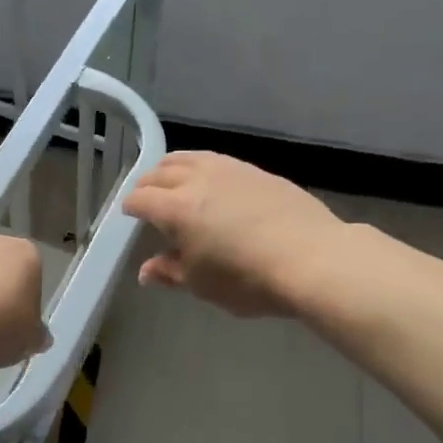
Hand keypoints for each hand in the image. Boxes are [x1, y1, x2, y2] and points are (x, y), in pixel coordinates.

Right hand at [122, 152, 347, 317]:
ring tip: (172, 181)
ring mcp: (228, 170)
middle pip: (159, 173)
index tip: (129, 217)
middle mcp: (195, 180)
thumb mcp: (202, 285)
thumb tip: (146, 271)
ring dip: (171, 168)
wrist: (313, 258)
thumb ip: (170, 272)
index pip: (140, 199)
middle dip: (146, 185)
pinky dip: (200, 166)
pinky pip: (215, 159)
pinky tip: (210, 180)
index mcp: (175, 209)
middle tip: (147, 200)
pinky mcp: (254, 170)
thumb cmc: (248, 279)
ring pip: (187, 158)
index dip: (130, 208)